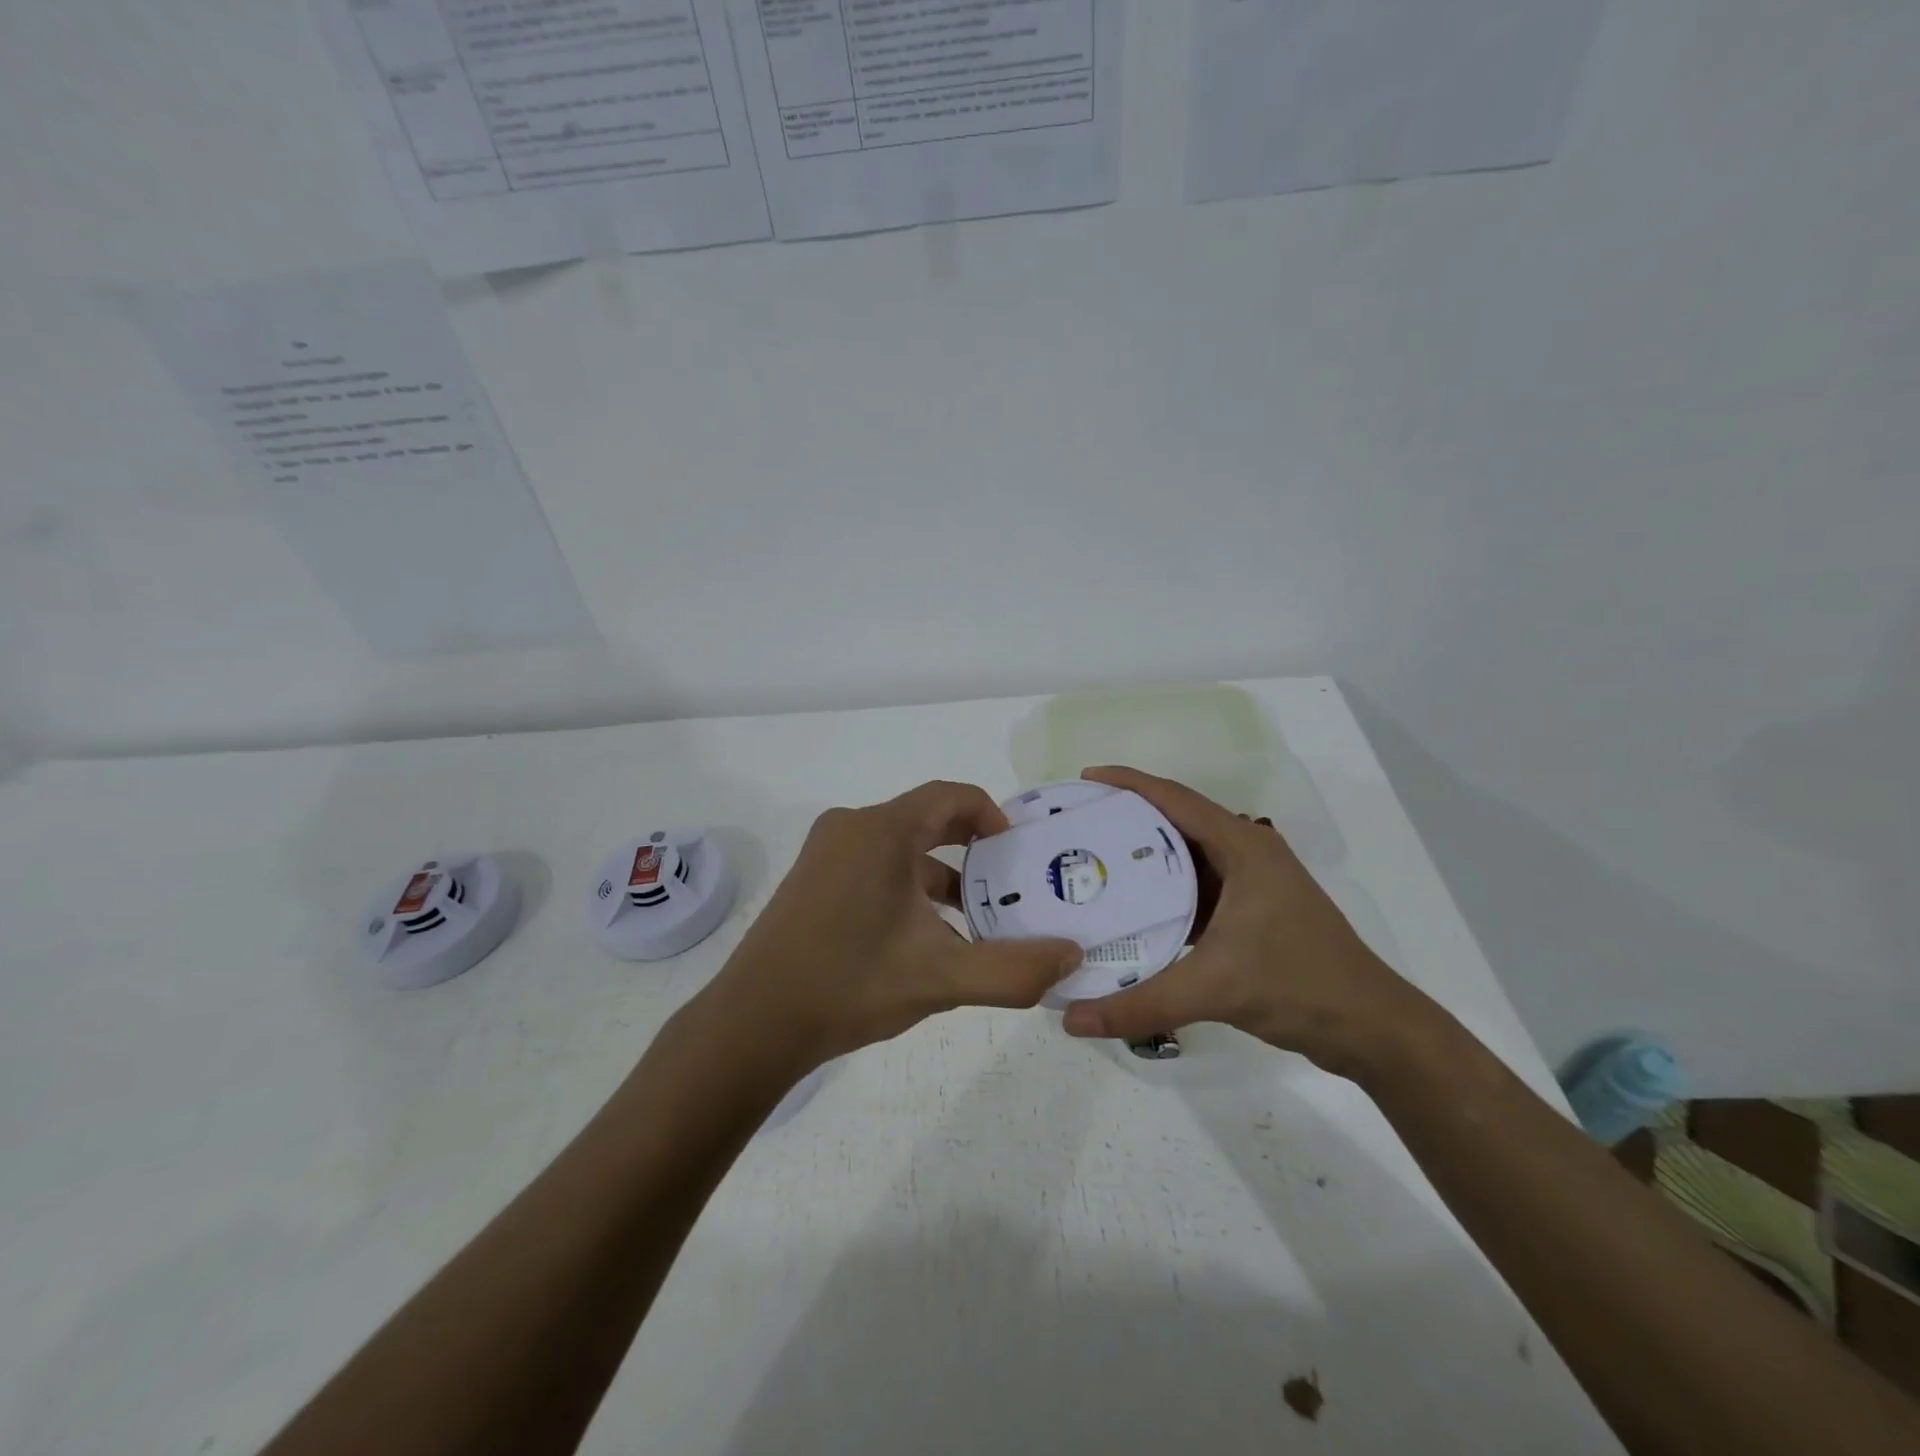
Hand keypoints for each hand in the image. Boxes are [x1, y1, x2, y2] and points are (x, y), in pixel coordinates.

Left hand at [700, 781, 1082, 1075]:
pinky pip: (873, 865)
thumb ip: (1014, 970)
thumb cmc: (850, 985)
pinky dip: (906, 886)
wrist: (754, 1023)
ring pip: (899, 847)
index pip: (950, 796)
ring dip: (938, 874)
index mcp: (882, 831)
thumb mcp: (942, 979)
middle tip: (1006, 883)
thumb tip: (1072, 957)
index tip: (1016, 851)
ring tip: (971, 919)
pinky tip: (921, 936)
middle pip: (925, 819)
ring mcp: (825, 853)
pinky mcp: (811, 880)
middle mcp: (851, 827)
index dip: (990, 815)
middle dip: (970, 849)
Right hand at [1059, 767, 1424, 1074]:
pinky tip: (1131, 910)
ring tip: (1093, 864)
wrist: (1372, 1029)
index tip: (1084, 780)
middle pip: (1175, 823)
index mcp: (1243, 847)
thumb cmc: (1299, 985)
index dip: (1127, 783)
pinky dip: (1163, 893)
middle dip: (1126, 819)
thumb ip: (1141, 1003)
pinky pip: (1195, 890)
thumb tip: (1072, 1020)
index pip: (1174, 798)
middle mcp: (1246, 854)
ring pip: (1185, 858)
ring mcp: (1251, 884)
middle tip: (1078, 827)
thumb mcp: (1214, 988)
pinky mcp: (1251, 913)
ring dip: (1143, 859)